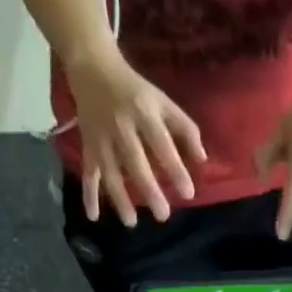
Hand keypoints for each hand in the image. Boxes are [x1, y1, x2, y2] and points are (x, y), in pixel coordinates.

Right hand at [68, 47, 206, 225]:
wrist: (93, 68)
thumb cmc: (137, 90)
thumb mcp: (164, 102)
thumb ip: (185, 129)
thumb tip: (203, 160)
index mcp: (144, 113)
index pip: (162, 145)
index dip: (175, 169)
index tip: (188, 193)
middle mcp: (122, 127)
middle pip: (136, 163)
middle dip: (149, 190)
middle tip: (163, 215)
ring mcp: (102, 138)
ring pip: (110, 172)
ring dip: (120, 199)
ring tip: (131, 222)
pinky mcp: (88, 145)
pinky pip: (88, 173)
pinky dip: (89, 195)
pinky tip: (93, 216)